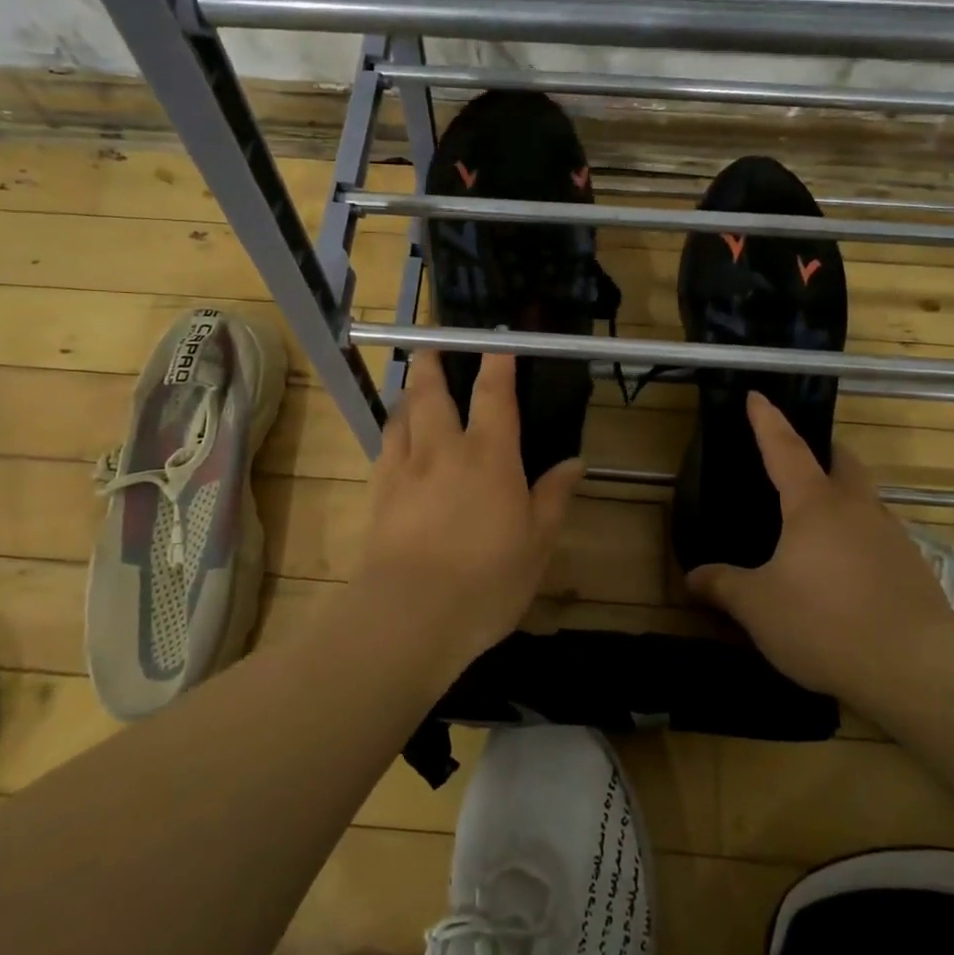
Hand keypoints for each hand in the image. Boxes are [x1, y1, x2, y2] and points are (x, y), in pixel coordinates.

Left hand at [353, 348, 583, 678]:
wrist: (411, 613)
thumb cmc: (487, 579)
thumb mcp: (537, 543)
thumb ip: (554, 497)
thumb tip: (574, 463)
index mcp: (489, 456)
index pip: (493, 394)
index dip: (496, 362)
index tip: (496, 340)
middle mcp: (443, 450)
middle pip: (431, 392)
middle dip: (432, 364)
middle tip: (433, 346)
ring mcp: (405, 470)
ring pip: (402, 415)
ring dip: (408, 394)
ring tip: (413, 388)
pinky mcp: (379, 494)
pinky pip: (385, 448)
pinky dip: (393, 432)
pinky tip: (397, 439)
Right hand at [686, 393, 953, 696]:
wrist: (917, 667)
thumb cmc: (824, 622)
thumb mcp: (758, 607)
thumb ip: (723, 586)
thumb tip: (692, 577)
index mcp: (814, 505)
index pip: (786, 448)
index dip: (767, 421)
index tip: (757, 395)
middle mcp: (856, 509)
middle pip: (842, 462)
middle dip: (821, 451)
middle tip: (798, 459)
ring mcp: (892, 537)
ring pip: (864, 500)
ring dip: (842, 497)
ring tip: (815, 524)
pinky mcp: (913, 569)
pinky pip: (878, 536)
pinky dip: (857, 537)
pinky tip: (843, 570)